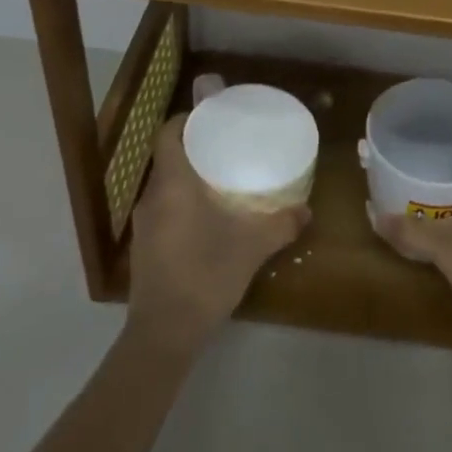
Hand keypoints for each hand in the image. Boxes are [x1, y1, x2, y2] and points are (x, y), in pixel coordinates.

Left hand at [126, 114, 308, 352]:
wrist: (164, 334)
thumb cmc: (205, 275)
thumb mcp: (251, 247)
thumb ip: (280, 225)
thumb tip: (307, 210)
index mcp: (172, 184)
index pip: (168, 134)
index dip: (185, 120)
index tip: (211, 117)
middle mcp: (152, 197)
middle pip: (167, 157)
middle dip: (193, 147)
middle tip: (225, 144)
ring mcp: (144, 224)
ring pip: (164, 184)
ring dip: (186, 176)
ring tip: (219, 177)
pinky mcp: (144, 246)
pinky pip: (162, 207)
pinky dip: (181, 200)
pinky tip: (206, 215)